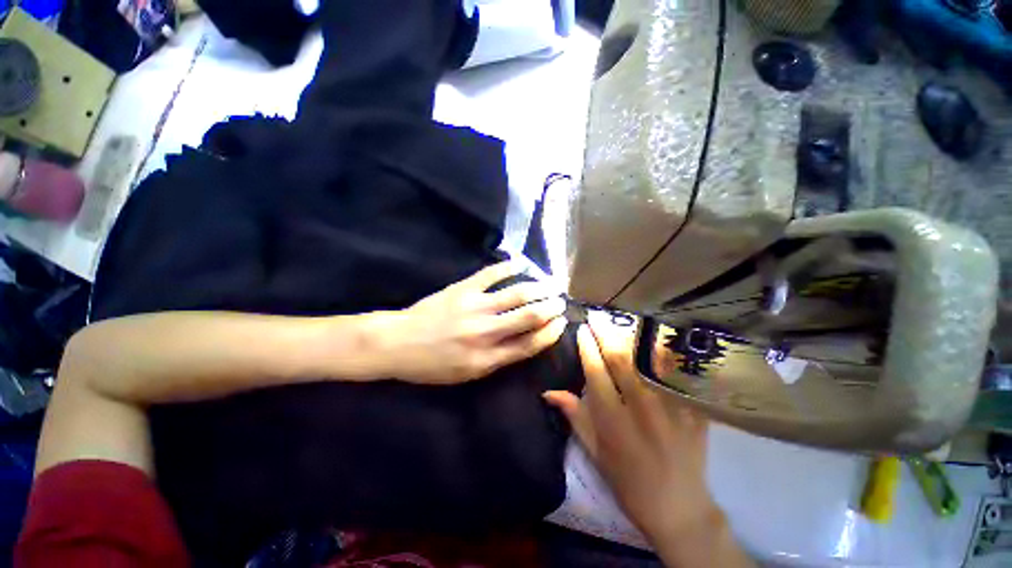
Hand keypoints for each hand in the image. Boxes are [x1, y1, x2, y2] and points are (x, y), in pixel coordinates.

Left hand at [377, 262, 567, 384]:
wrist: (397, 344)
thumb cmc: (432, 365)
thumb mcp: (466, 375)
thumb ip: (497, 360)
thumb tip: (524, 343)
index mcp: (487, 358)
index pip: (531, 344)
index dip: (551, 332)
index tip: (561, 322)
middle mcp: (486, 332)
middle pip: (530, 316)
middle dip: (551, 307)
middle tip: (560, 301)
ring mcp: (475, 307)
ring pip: (517, 293)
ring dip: (539, 287)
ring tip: (550, 284)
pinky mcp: (463, 289)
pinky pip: (491, 274)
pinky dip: (509, 266)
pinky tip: (521, 263)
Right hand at [544, 323, 720, 543]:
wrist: (679, 508)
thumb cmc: (628, 480)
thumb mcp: (594, 452)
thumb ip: (574, 416)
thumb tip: (548, 391)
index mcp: (613, 423)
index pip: (596, 373)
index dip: (587, 348)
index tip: (581, 330)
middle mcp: (641, 411)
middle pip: (621, 361)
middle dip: (605, 334)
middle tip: (596, 316)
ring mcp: (672, 410)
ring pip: (649, 361)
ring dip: (632, 337)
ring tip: (621, 321)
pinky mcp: (695, 411)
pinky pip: (679, 374)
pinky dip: (667, 353)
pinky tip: (657, 337)